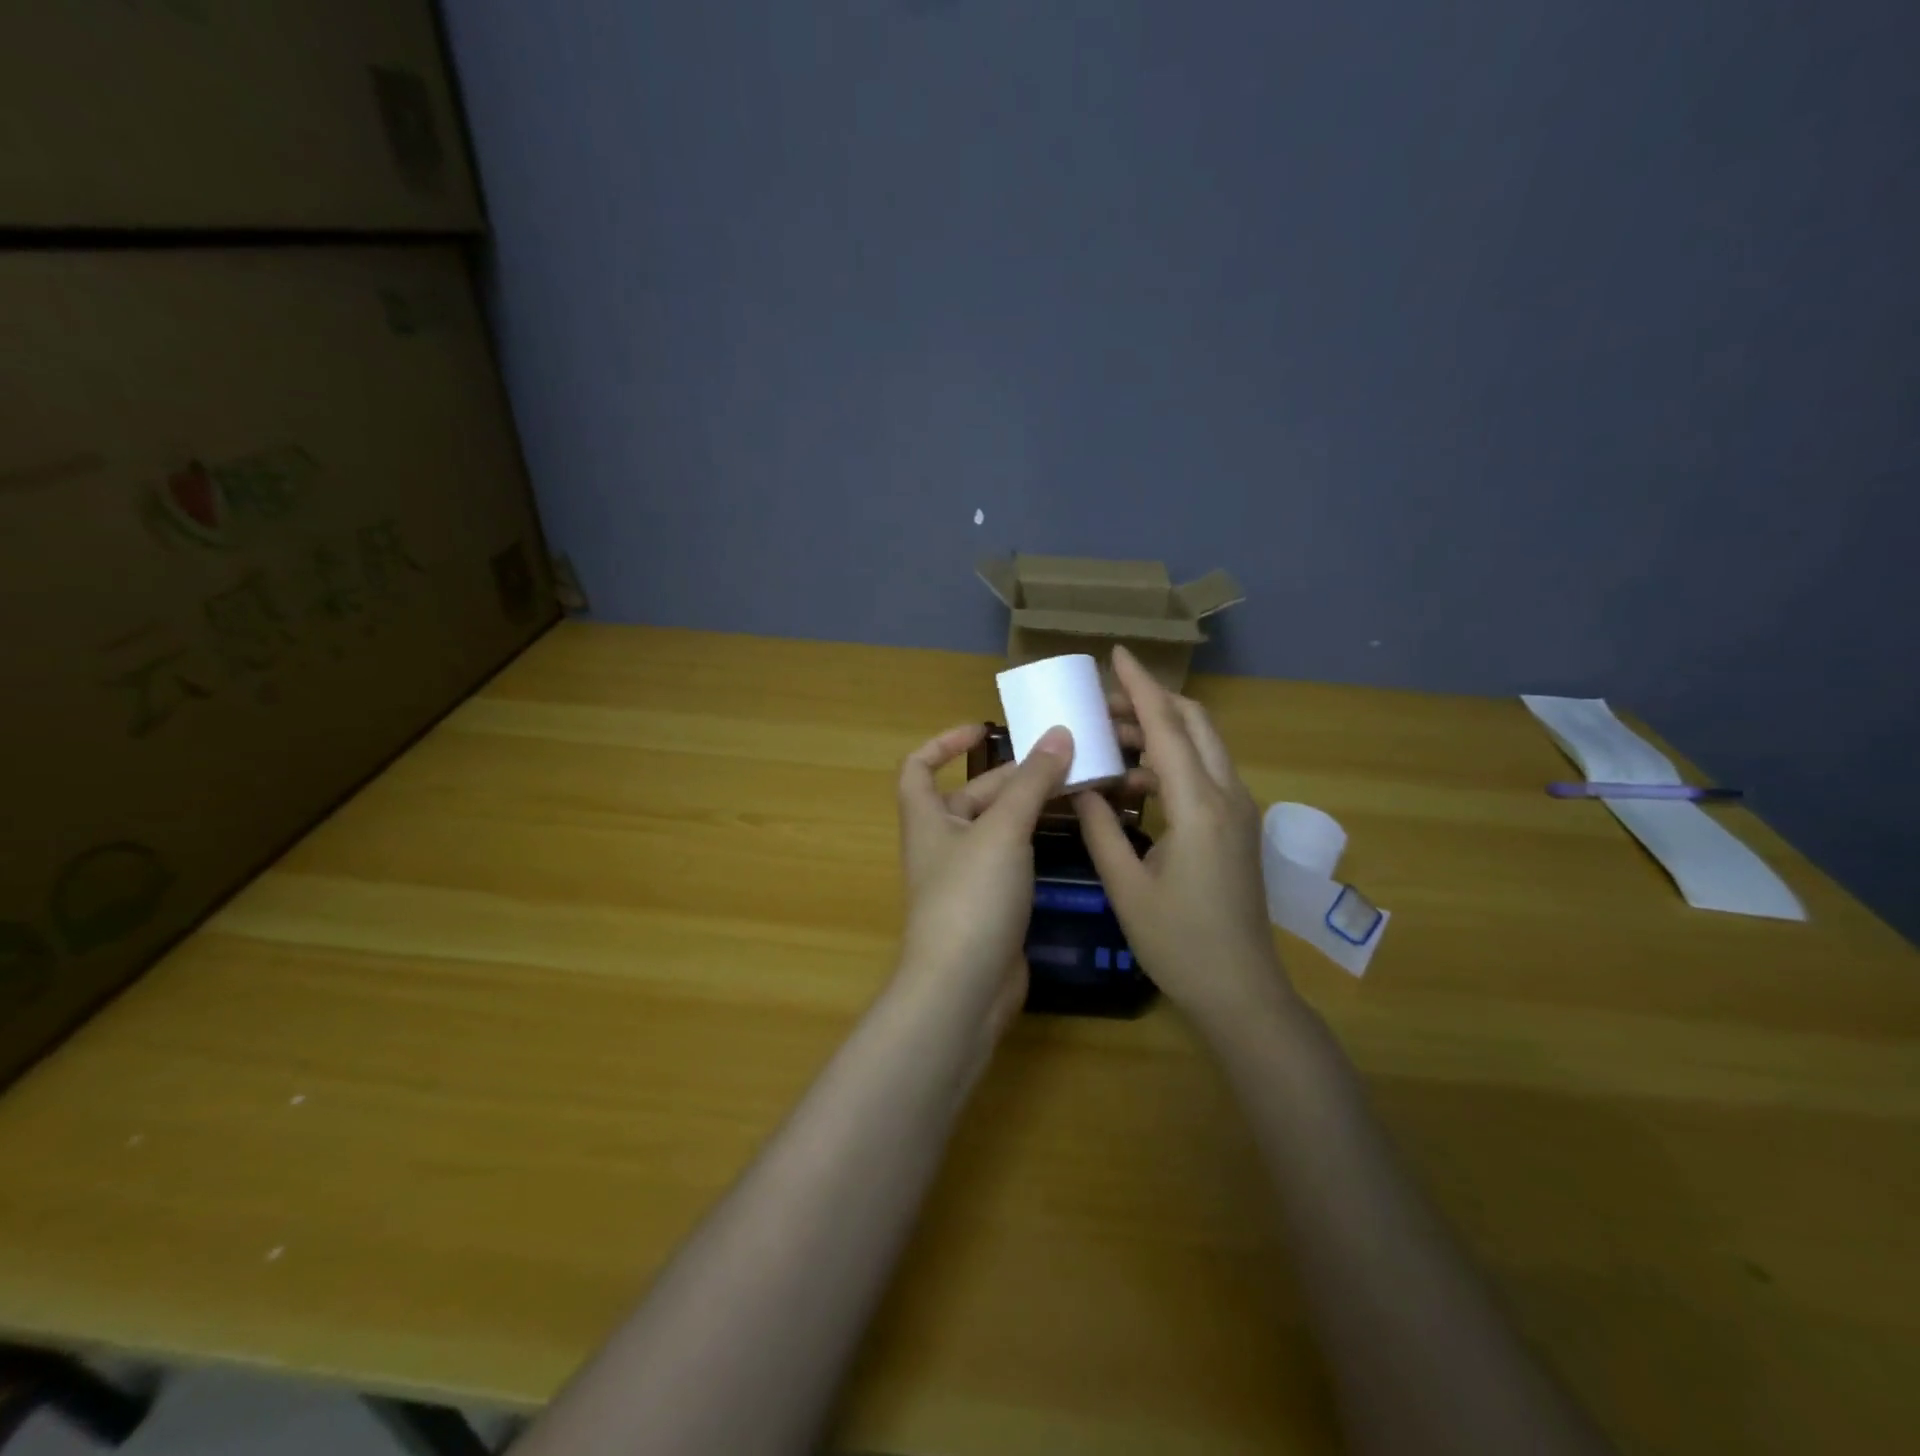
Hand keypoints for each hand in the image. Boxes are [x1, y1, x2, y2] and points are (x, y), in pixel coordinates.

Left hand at [892, 722, 1074, 1035]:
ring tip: (1078, 788)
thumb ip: (1032, 783)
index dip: (945, 743)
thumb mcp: (1003, 831)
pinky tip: (1072, 833)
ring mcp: (967, 877)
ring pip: (999, 828)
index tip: (984, 730)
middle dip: (1013, 776)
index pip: (919, 767)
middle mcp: (943, 843)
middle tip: (1064, 759)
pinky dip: (1036, 842)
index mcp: (927, 818)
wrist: (964, 988)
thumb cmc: (971, 897)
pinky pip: (1013, 859)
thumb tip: (1059, 733)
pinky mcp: (991, 905)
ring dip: (1031, 808)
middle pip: (973, 795)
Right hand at [1074, 646, 1299, 1033]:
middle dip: (1151, 702)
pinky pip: (1204, 773)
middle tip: (1102, 703)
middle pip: (1195, 723)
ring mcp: (1239, 811)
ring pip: (1202, 746)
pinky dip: (1171, 761)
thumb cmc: (1179, 942)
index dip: (1141, 687)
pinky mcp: (1238, 827)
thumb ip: (1100, 828)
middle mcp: (1227, 796)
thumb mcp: (1126, 885)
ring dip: (1160, 731)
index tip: (1118, 653)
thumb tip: (1079, 787)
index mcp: (1199, 806)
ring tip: (1108, 739)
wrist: (1241, 990)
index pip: (1168, 727)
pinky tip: (1133, 781)